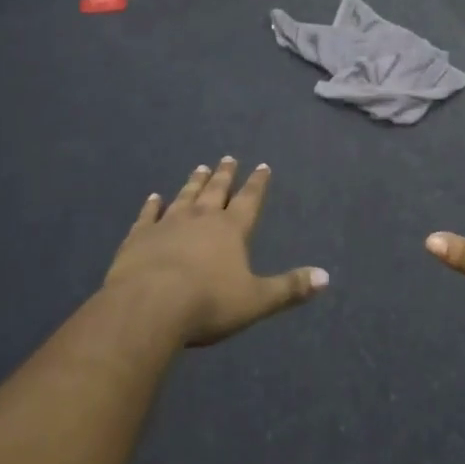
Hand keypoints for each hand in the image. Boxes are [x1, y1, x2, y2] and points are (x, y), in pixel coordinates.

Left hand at [104, 158, 328, 346]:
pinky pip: (148, 215)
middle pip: (216, 191)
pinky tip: (154, 197)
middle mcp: (201, 218)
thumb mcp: (256, 300)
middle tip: (228, 158)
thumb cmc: (208, 303)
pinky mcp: (139, 236)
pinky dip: (152, 205)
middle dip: (225, 175)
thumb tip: (325, 276)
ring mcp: (168, 223)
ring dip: (194, 183)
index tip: (262, 166)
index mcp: (231, 230)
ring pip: (185, 196)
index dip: (257, 184)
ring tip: (200, 167)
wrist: (149, 305)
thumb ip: (289, 287)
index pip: (249, 200)